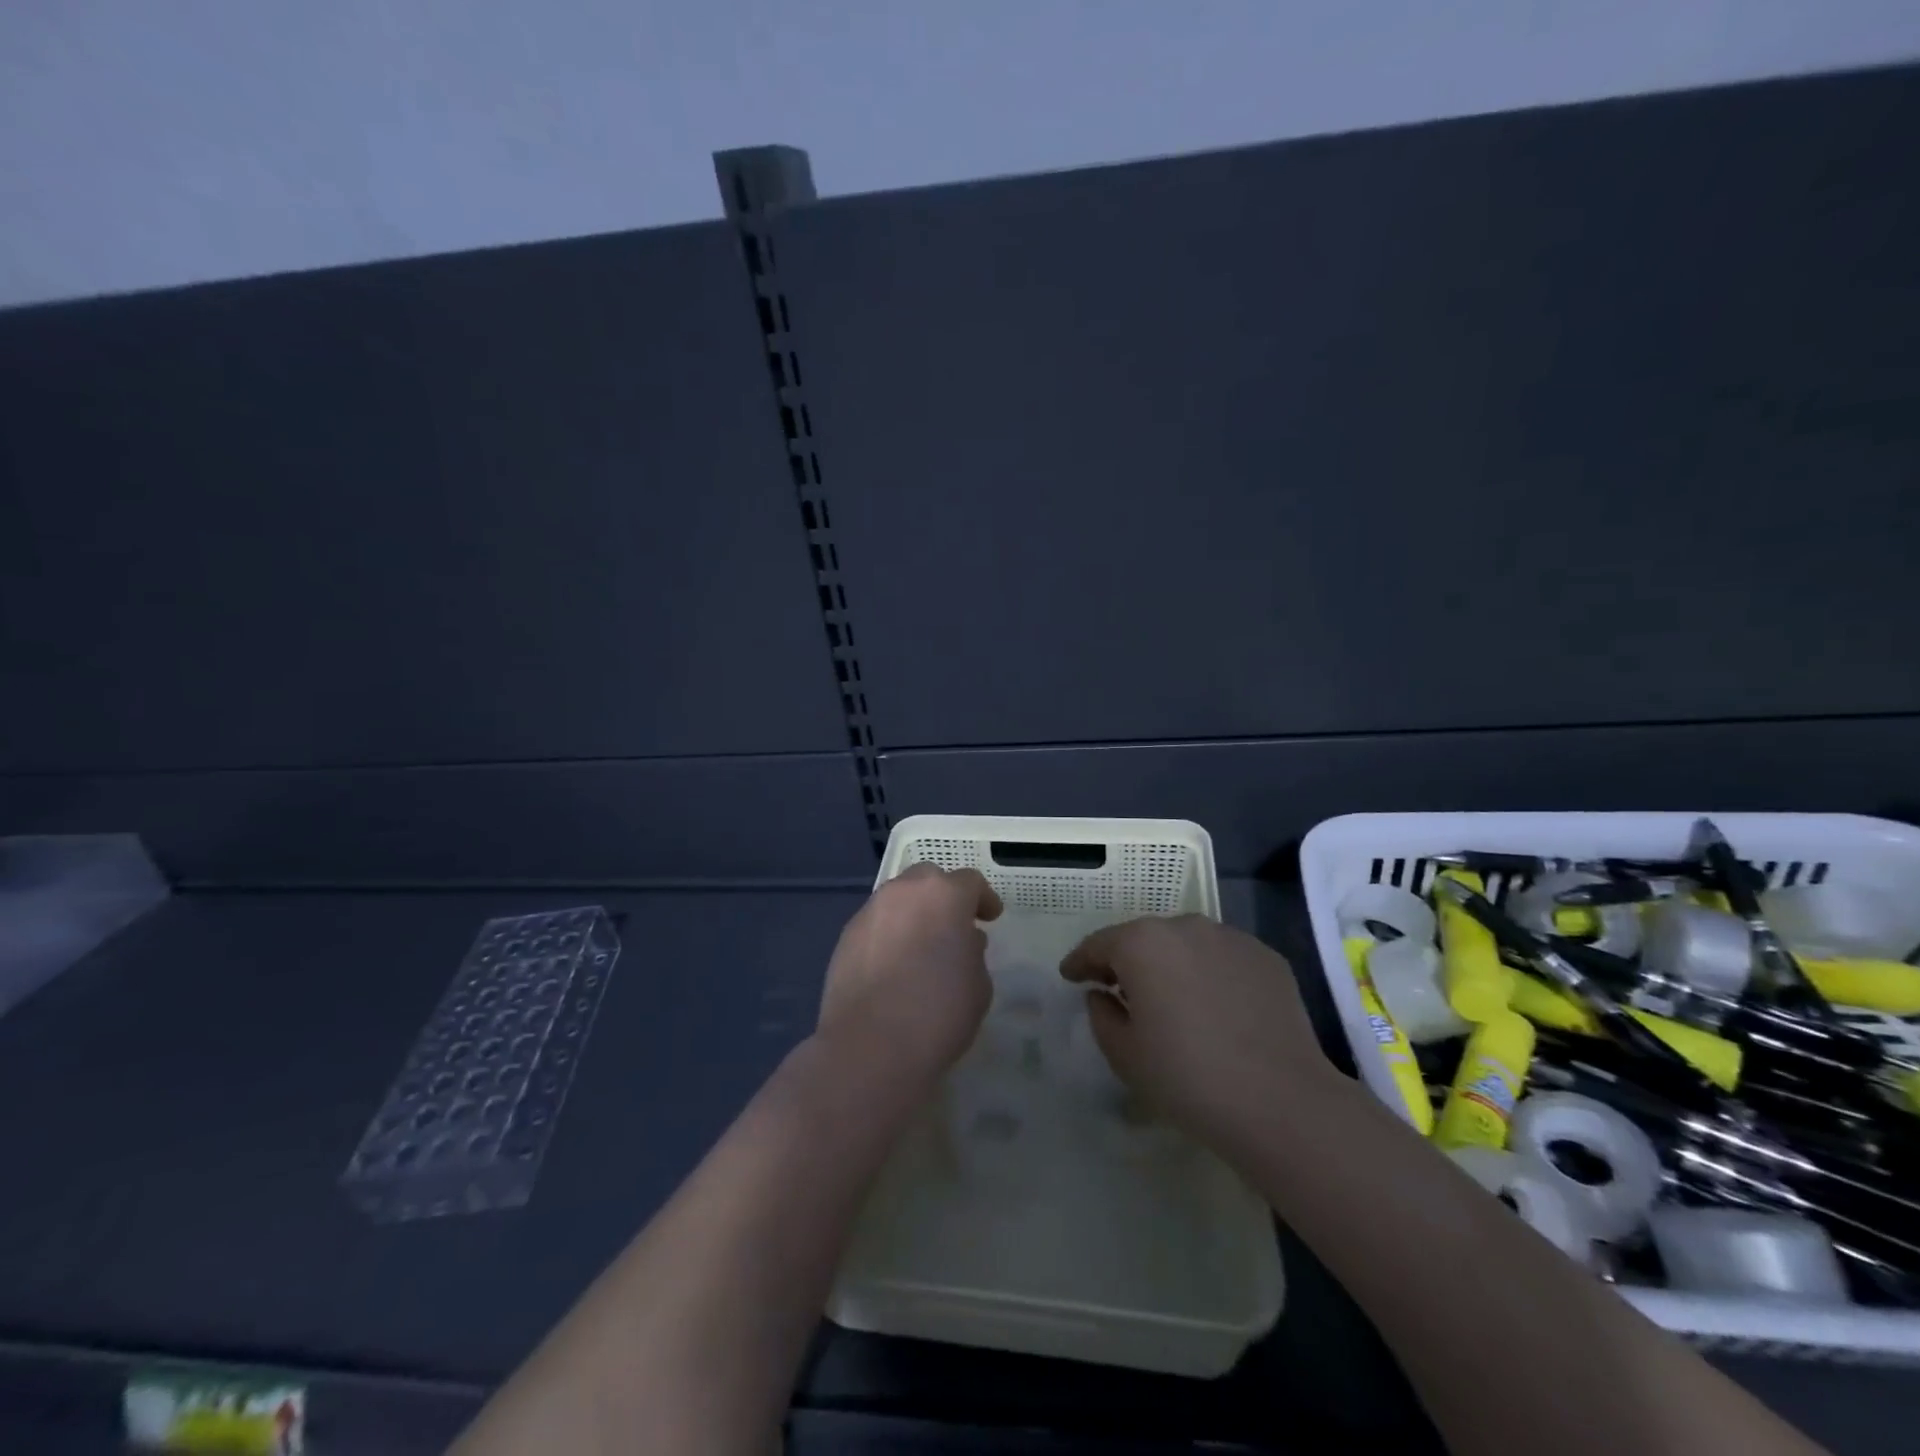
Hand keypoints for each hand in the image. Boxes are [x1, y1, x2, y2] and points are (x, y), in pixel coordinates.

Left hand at [817, 864, 1003, 1088]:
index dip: (983, 899)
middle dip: (943, 896)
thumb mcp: (978, 984)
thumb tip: (961, 941)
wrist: (871, 1046)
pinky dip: (889, 934)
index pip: (970, 882)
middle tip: (953, 925)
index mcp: (945, 895)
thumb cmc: (938, 1013)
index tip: (990, 917)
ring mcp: (870, 911)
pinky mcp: (846, 936)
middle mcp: (904, 892)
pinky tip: (893, 965)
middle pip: (928, 879)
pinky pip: (876, 924)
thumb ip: (972, 952)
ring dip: (913, 913)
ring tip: (921, 945)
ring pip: (898, 898)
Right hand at [1060, 915, 1335, 1155]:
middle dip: (1127, 961)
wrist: (1281, 1102)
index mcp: (1142, 943)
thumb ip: (1101, 1015)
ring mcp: (1231, 938)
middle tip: (1118, 991)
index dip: (1080, 961)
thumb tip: (1102, 995)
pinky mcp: (1266, 957)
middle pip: (1144, 939)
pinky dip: (1209, 974)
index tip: (1070, 976)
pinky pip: (1222, 959)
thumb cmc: (1187, 1077)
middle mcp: (1185, 926)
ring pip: (1186, 945)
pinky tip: (1214, 1008)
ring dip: (1171, 965)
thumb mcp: (1124, 1054)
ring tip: (1171, 999)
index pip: (1099, 944)